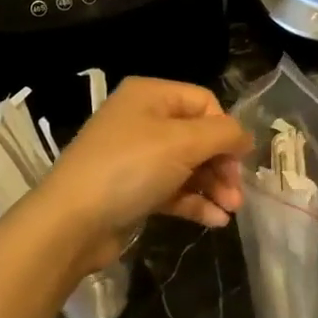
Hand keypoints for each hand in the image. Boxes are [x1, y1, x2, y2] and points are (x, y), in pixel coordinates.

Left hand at [34, 77, 250, 275]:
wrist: (71, 222)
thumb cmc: (129, 169)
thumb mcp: (182, 143)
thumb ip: (223, 134)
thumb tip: (246, 137)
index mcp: (150, 95)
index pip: (203, 102)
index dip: (226, 129)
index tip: (241, 160)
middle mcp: (142, 120)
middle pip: (198, 136)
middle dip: (222, 163)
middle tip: (237, 192)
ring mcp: (136, 156)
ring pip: (188, 165)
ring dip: (213, 186)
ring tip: (231, 210)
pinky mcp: (133, 190)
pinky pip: (173, 190)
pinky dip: (195, 202)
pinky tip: (216, 221)